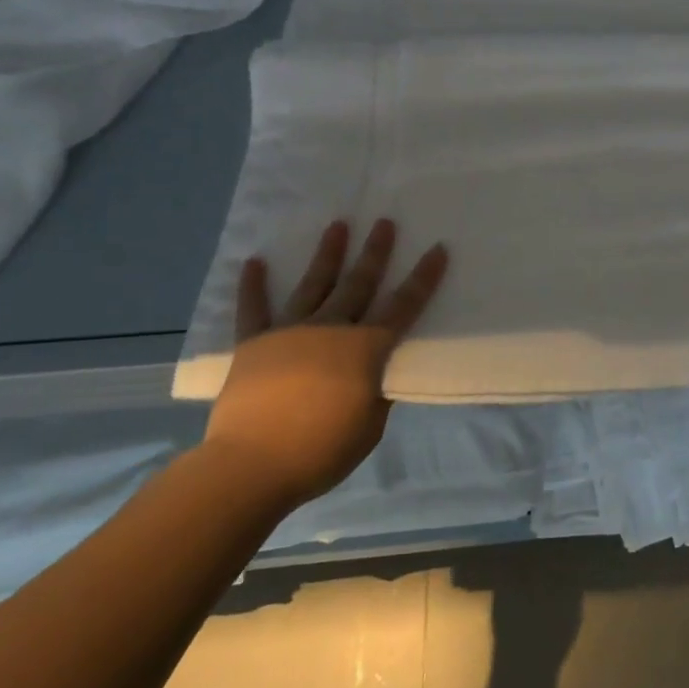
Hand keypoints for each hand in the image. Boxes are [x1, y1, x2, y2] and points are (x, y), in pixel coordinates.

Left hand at [203, 218, 449, 510]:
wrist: (251, 465)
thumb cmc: (320, 450)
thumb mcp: (369, 427)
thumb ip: (377, 392)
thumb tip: (377, 371)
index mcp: (365, 348)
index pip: (404, 305)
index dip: (423, 277)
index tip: (437, 248)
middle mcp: (331, 327)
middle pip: (359, 283)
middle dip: (375, 251)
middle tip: (384, 222)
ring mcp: (290, 331)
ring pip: (314, 284)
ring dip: (328, 254)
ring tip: (337, 225)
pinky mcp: (255, 343)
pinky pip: (254, 309)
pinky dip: (253, 286)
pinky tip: (254, 262)